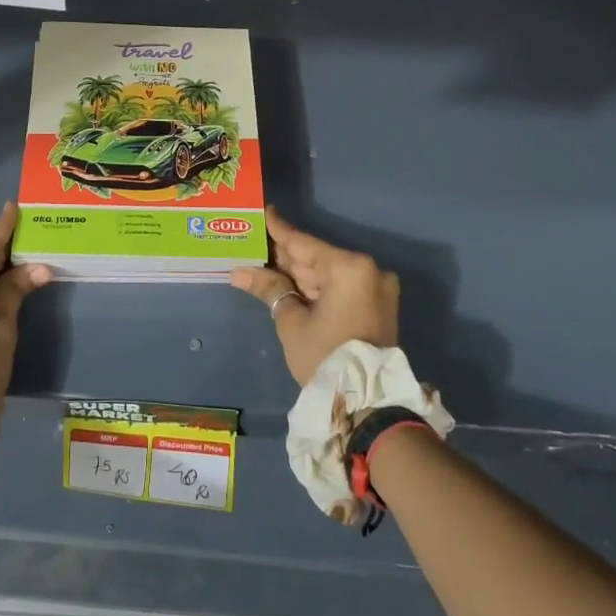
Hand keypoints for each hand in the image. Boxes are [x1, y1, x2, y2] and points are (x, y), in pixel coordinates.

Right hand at [231, 207, 399, 386]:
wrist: (367, 404)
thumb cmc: (325, 356)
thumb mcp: (291, 321)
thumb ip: (269, 288)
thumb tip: (240, 271)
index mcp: (350, 267)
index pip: (303, 243)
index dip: (278, 229)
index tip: (262, 212)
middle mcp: (368, 271)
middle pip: (315, 258)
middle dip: (284, 256)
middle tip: (253, 244)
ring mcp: (375, 289)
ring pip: (326, 274)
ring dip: (296, 273)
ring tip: (262, 263)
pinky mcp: (376, 306)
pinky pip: (339, 288)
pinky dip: (314, 287)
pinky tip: (286, 283)